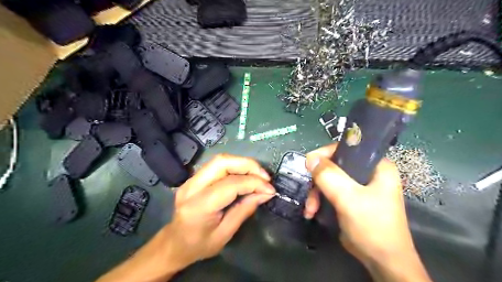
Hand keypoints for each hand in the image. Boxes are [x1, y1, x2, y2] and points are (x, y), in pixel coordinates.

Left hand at [161, 154, 273, 270]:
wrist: (174, 243)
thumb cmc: (199, 245)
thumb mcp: (225, 234)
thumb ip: (245, 210)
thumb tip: (266, 193)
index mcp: (199, 206)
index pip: (230, 184)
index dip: (253, 183)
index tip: (270, 189)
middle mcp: (192, 187)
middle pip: (222, 162)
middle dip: (248, 165)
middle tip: (265, 177)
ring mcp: (191, 179)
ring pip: (220, 160)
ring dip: (243, 164)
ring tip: (258, 175)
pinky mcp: (194, 177)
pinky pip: (218, 165)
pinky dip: (235, 167)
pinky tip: (245, 175)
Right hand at [302, 144, 430, 280]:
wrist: (382, 262)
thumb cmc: (372, 226)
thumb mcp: (349, 198)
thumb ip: (329, 176)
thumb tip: (310, 157)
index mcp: (377, 166)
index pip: (347, 149)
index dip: (325, 154)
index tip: (308, 165)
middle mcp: (368, 173)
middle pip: (334, 166)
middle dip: (318, 181)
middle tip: (309, 195)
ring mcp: (359, 187)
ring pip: (329, 180)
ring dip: (316, 193)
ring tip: (310, 209)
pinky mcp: (351, 199)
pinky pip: (330, 191)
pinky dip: (320, 200)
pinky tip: (313, 212)